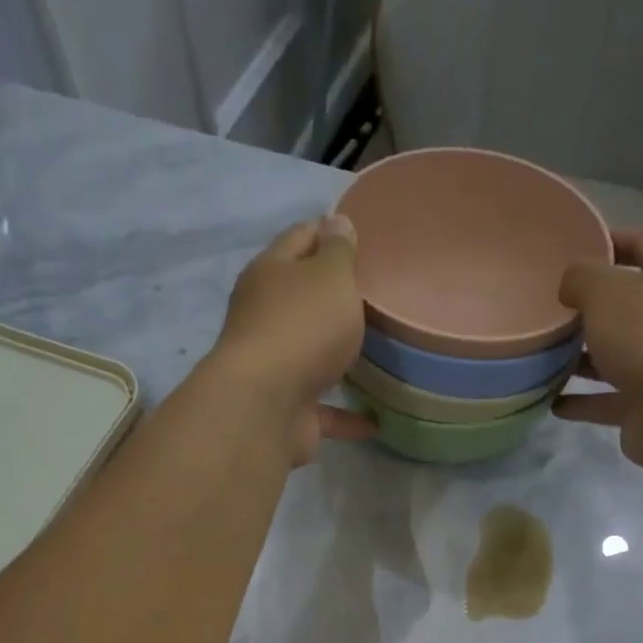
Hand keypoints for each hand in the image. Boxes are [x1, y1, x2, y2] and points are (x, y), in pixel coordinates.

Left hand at [208, 216, 374, 465]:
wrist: (266, 407)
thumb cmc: (302, 328)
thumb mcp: (330, 276)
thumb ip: (338, 251)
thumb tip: (336, 223)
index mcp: (270, 274)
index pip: (299, 239)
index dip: (327, 233)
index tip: (360, 238)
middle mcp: (265, 318)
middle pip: (301, 300)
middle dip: (332, 300)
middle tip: (376, 299)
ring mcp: (274, 368)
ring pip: (310, 356)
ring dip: (336, 359)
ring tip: (377, 358)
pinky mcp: (287, 411)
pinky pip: (324, 411)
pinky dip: (347, 416)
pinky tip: (375, 420)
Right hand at [555, 226, 642, 470]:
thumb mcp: (604, 291)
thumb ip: (581, 277)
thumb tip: (572, 286)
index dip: (609, 242)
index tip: (571, 251)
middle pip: (634, 302)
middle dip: (593, 307)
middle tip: (554, 308)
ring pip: (621, 353)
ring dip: (585, 357)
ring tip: (546, 355)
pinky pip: (611, 398)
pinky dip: (584, 400)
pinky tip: (552, 401)